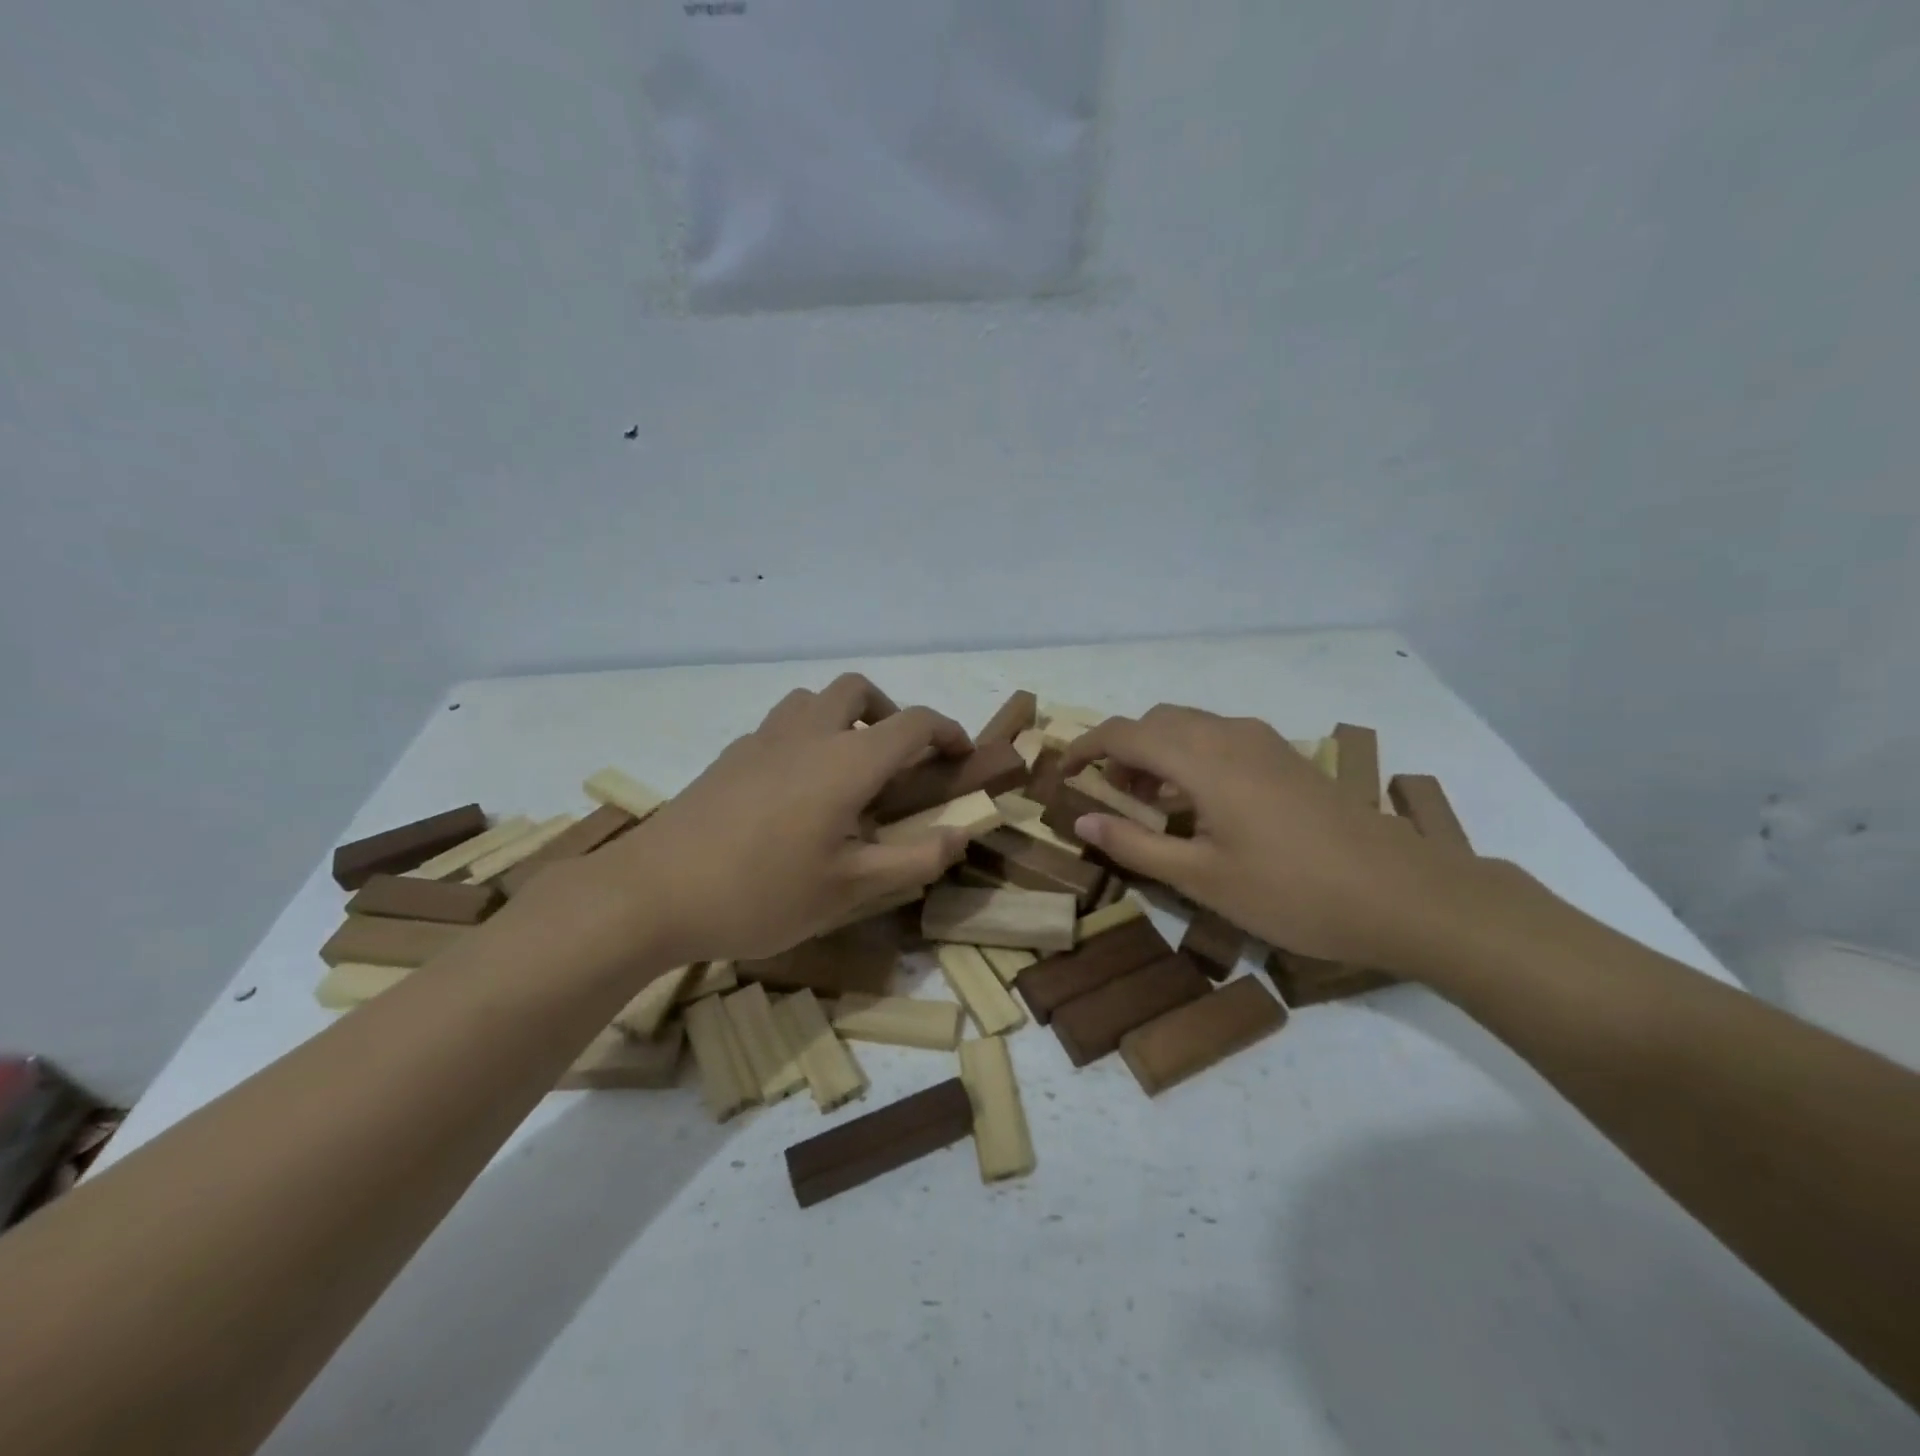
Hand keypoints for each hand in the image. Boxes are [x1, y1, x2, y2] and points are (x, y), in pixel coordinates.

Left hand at [582, 675, 973, 962]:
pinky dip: (806, 736)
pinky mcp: (730, 755)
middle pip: (858, 690)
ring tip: (847, 769)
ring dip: (843, 717)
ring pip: (813, 699)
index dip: (948, 732)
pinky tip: (796, 789)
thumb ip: (914, 858)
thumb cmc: (762, 893)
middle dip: (890, 713)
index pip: (914, 723)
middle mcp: (807, 734)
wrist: (653, 892)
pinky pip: (781, 724)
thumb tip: (960, 835)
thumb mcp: (849, 889)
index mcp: (846, 761)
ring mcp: (762, 740)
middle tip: (898, 759)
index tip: (961, 756)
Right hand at [1061, 705, 1478, 972]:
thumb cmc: (1292, 893)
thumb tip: (1081, 819)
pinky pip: (1218, 738)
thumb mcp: (1202, 879)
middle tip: (1105, 796)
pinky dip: (1188, 756)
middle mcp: (1229, 735)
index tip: (1061, 775)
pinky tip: (1198, 803)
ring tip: (1146, 803)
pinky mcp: (1286, 757)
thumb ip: (1135, 845)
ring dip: (1155, 752)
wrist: (1403, 895)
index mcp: (1201, 760)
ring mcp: (1263, 742)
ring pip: (1188, 726)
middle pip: (1155, 721)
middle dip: (1119, 750)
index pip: (1124, 733)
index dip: (1084, 748)